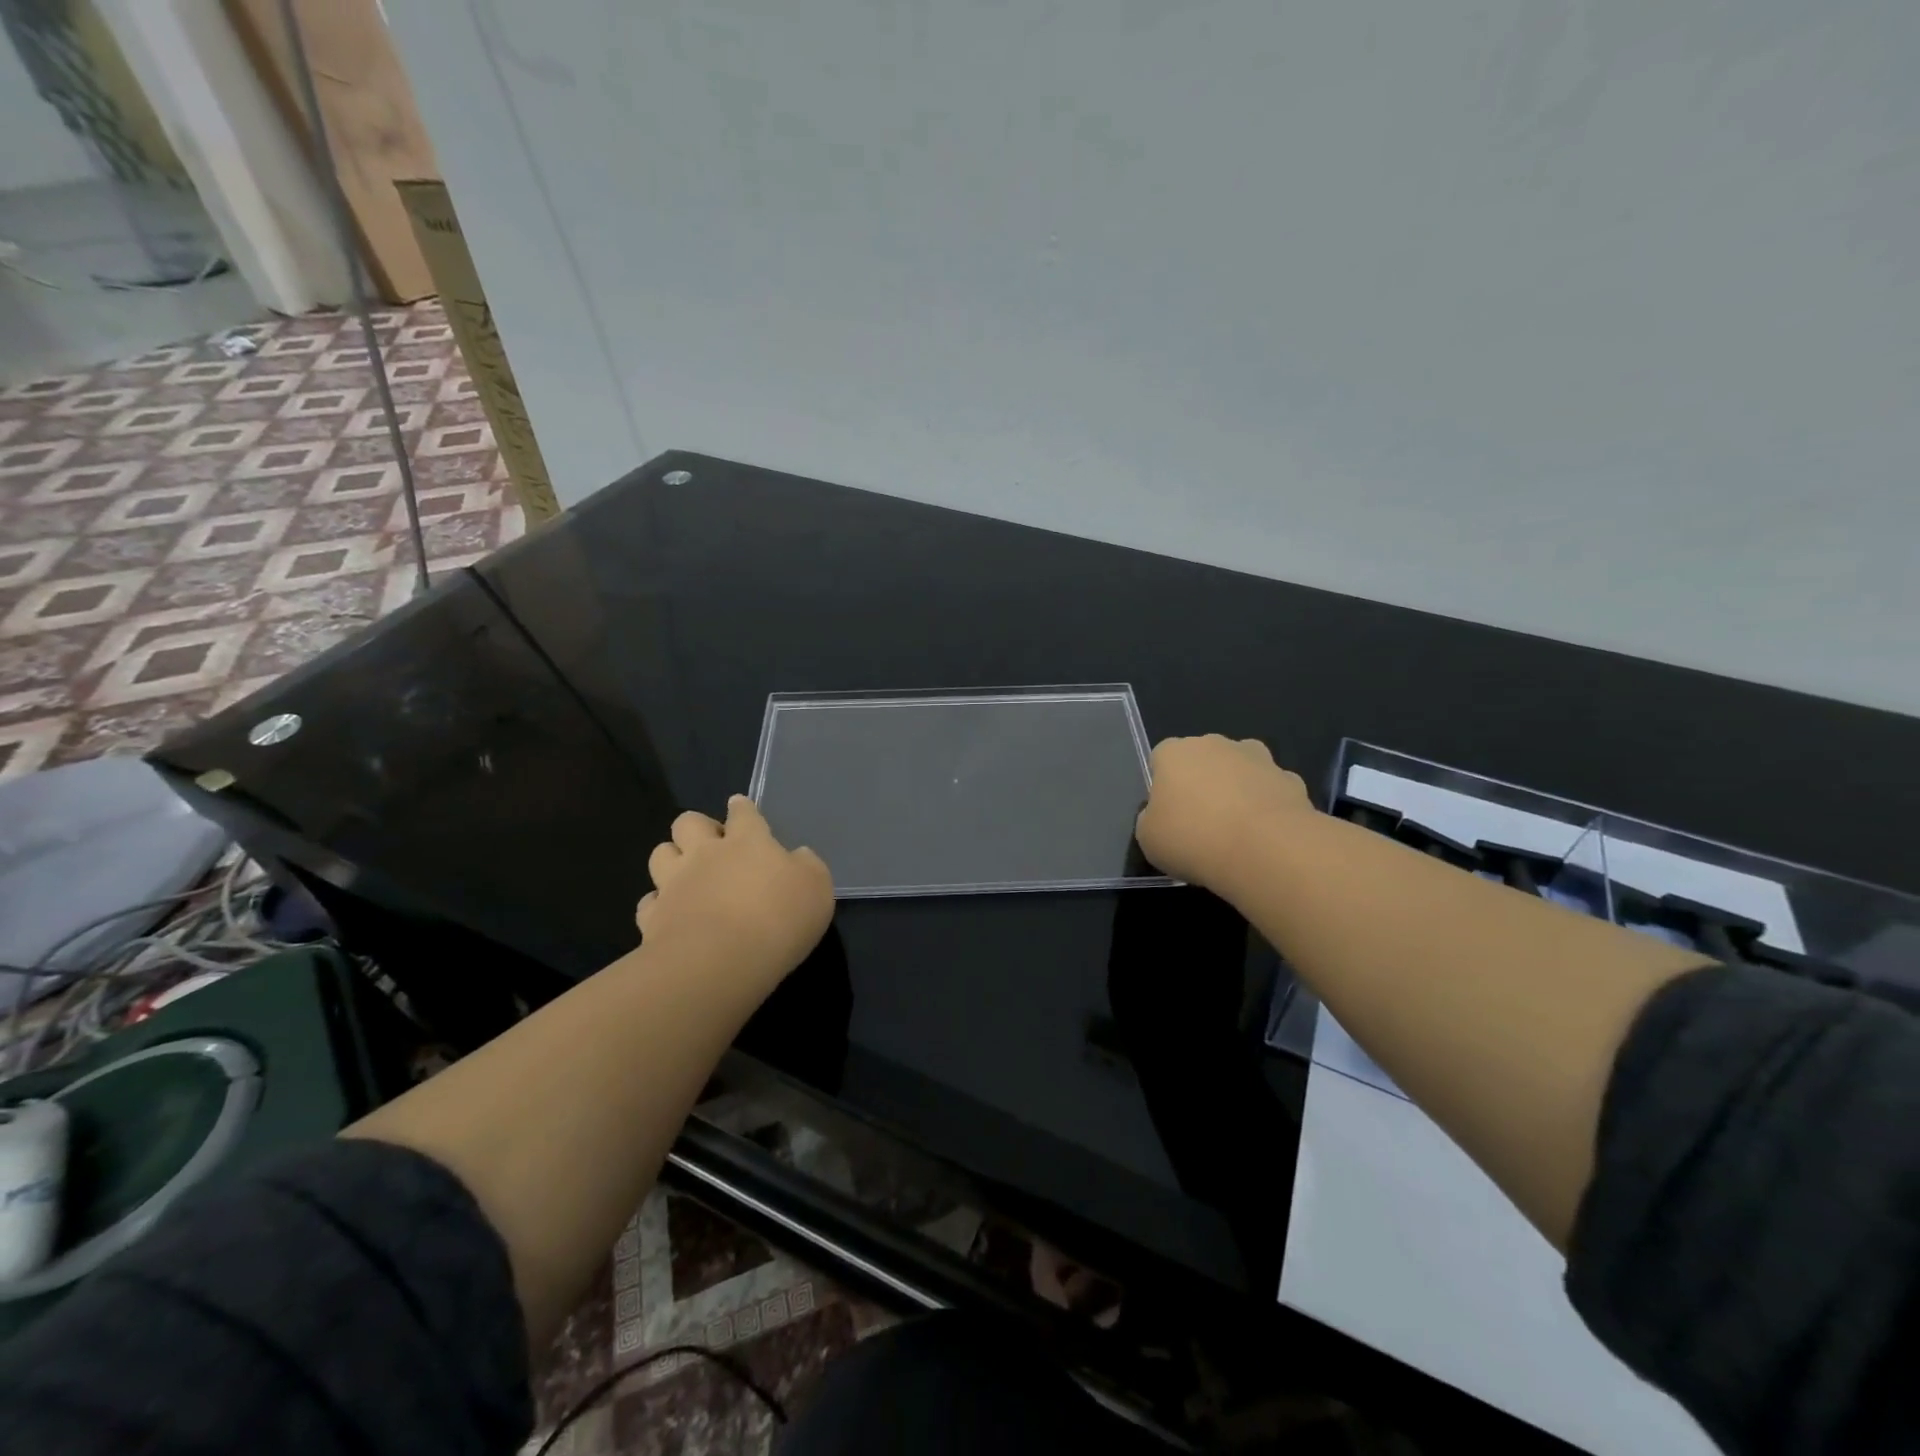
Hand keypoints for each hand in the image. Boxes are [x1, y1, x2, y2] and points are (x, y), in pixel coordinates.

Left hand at [637, 796, 833, 985]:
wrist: (720, 961)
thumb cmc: (778, 917)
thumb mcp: (816, 888)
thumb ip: (807, 866)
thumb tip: (798, 856)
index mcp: (748, 842)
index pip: (743, 813)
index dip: (742, 808)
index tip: (739, 806)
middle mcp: (706, 854)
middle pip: (688, 822)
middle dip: (697, 826)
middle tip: (712, 843)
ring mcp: (674, 884)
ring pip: (660, 854)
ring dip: (671, 858)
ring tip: (685, 873)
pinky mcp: (653, 918)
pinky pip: (649, 902)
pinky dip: (657, 905)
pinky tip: (669, 915)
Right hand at [1134, 735, 1314, 891]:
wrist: (1265, 849)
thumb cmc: (1193, 839)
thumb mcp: (1148, 839)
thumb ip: (1151, 819)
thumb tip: (1162, 815)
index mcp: (1175, 753)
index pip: (1161, 758)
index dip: (1163, 786)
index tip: (1168, 814)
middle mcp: (1215, 744)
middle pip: (1203, 760)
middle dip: (1202, 783)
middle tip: (1201, 823)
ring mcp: (1257, 758)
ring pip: (1240, 770)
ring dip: (1237, 790)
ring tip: (1236, 831)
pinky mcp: (1291, 779)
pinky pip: (1271, 790)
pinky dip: (1267, 806)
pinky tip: (1265, 837)